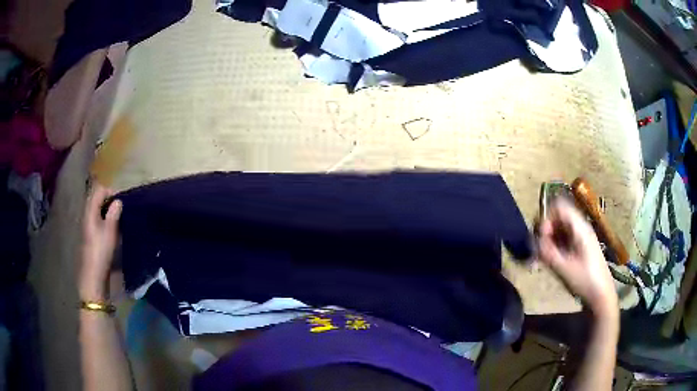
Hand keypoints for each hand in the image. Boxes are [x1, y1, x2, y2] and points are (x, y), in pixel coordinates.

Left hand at [80, 184, 121, 300]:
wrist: (94, 276)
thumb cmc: (101, 252)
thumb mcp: (109, 233)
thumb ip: (113, 214)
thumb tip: (118, 201)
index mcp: (90, 211)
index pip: (99, 190)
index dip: (111, 191)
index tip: (122, 200)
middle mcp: (88, 215)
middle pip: (98, 199)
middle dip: (110, 200)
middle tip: (122, 209)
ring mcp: (89, 225)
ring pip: (99, 210)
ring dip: (109, 211)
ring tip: (120, 219)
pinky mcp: (92, 235)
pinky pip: (99, 220)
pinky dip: (106, 220)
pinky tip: (114, 229)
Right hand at [537, 198, 617, 317]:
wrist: (601, 295)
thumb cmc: (586, 281)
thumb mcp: (565, 269)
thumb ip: (548, 253)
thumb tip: (532, 240)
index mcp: (579, 227)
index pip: (559, 206)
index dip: (546, 217)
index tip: (541, 236)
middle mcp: (579, 228)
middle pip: (557, 217)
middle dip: (544, 230)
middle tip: (538, 249)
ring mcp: (579, 238)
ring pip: (557, 229)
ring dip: (546, 240)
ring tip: (540, 258)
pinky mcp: (577, 248)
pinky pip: (561, 239)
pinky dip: (552, 247)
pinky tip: (547, 261)